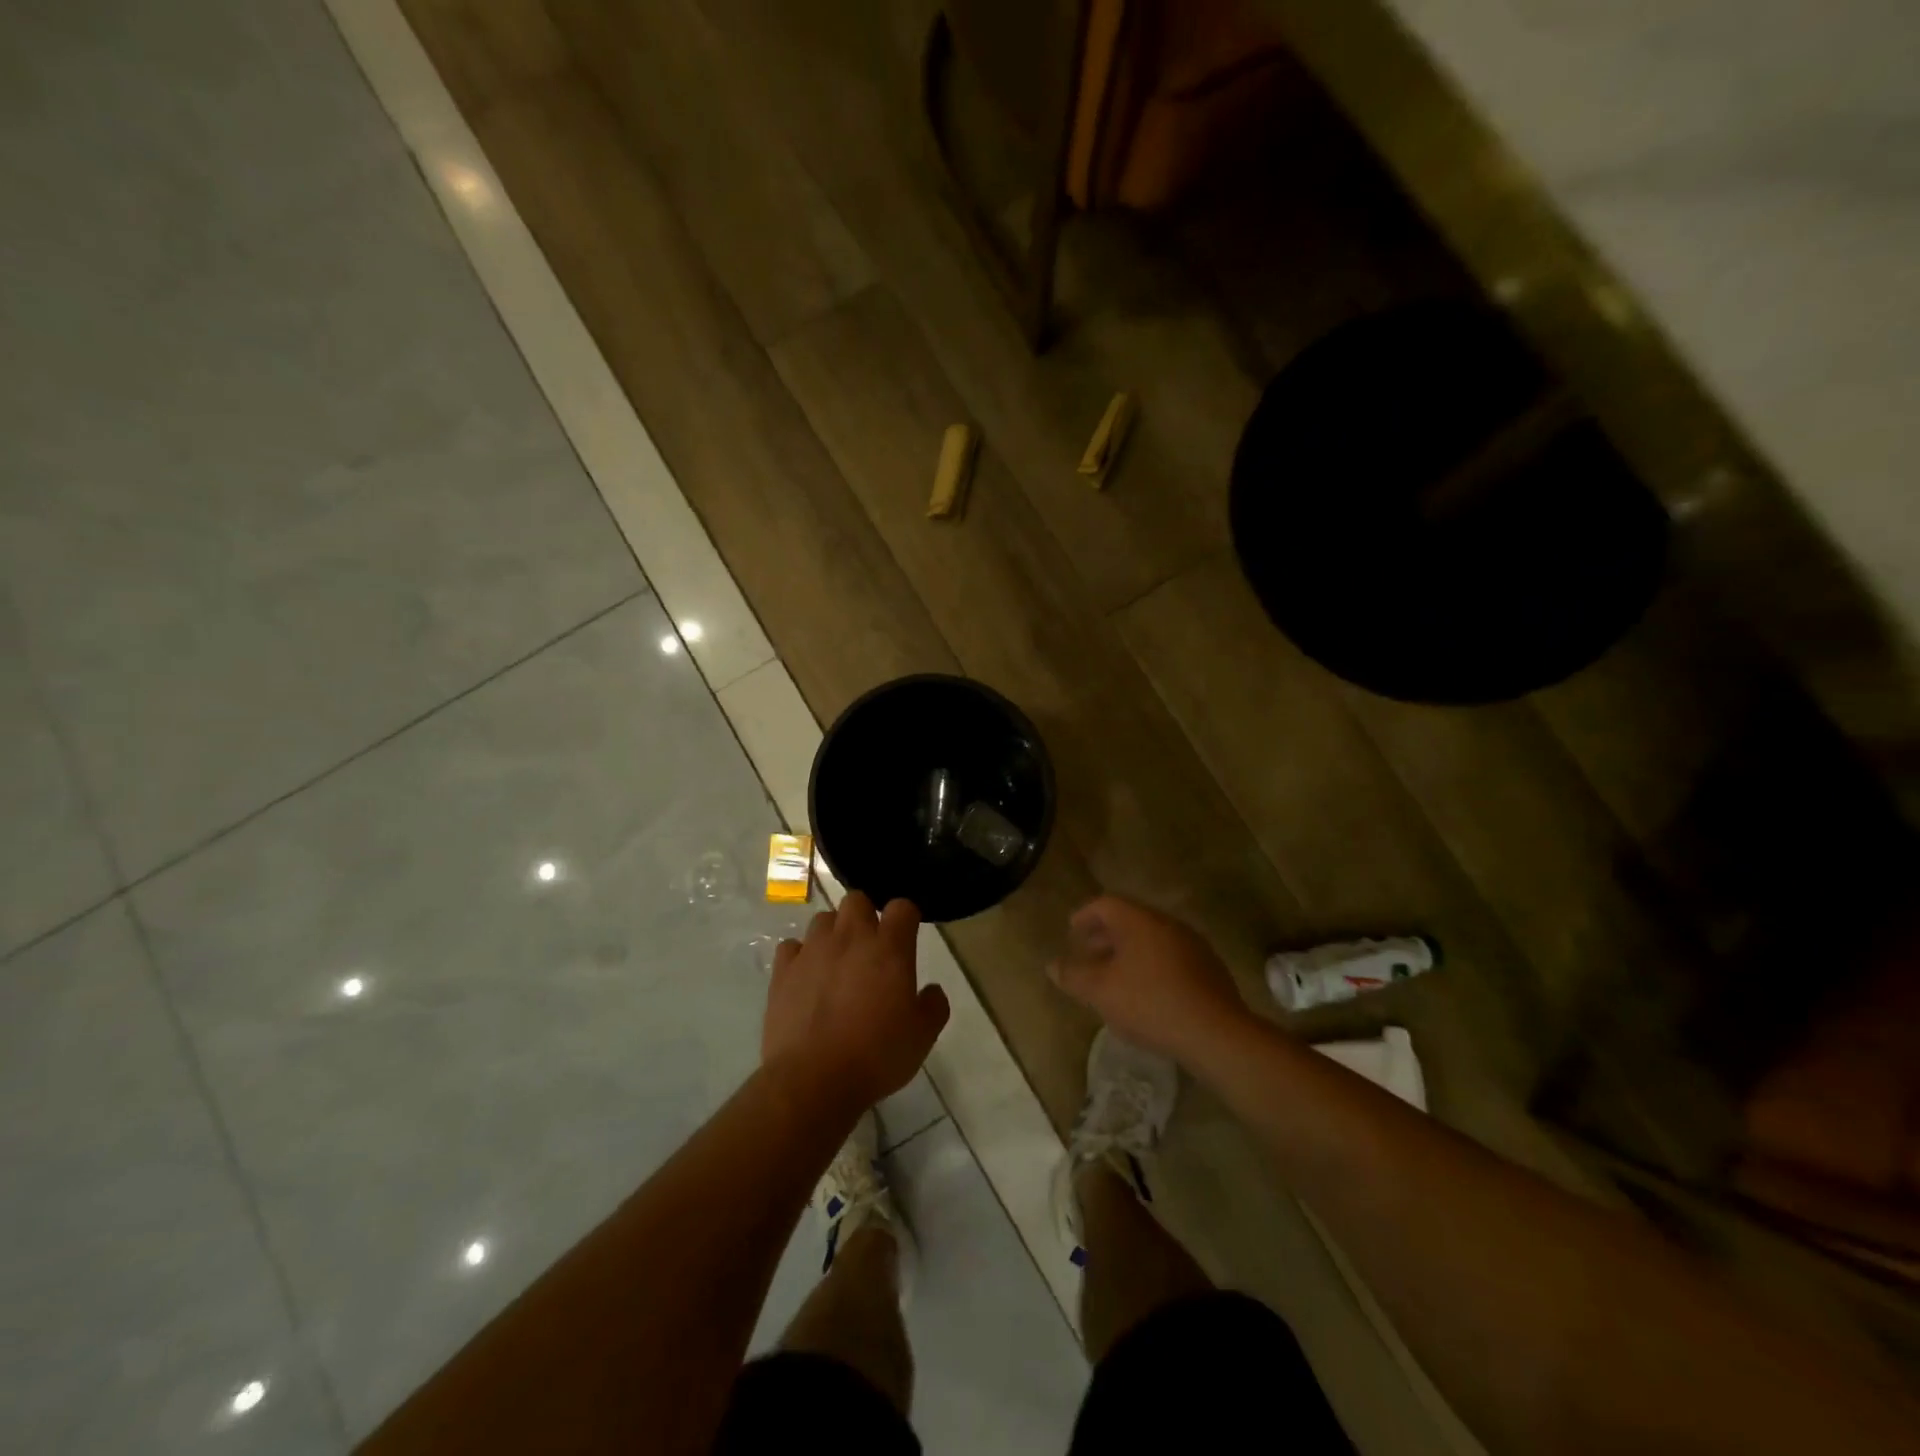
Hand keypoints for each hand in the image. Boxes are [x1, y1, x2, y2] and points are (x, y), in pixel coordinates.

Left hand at [762, 892, 950, 1117]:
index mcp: (889, 949)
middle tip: (870, 946)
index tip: (907, 935)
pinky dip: (800, 956)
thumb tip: (931, 990)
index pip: (902, 907)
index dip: (906, 917)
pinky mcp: (783, 971)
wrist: (813, 1080)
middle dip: (865, 915)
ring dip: (833, 933)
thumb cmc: (876, 1055)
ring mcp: (813, 951)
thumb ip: (934, 1006)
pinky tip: (806, 977)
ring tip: (837, 962)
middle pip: (857, 900)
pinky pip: (791, 947)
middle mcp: (850, 938)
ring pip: (823, 919)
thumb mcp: (923, 1036)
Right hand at [1048, 895, 1251, 1064]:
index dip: (1085, 915)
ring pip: (1152, 940)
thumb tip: (1052, 965)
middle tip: (1089, 952)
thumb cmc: (1150, 1003)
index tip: (1071, 930)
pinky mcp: (1209, 969)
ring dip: (1129, 952)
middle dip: (1106, 935)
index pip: (1106, 904)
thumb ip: (1073, 976)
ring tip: (1115, 976)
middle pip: (1130, 920)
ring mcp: (1193, 945)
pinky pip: (1171, 958)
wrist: (1216, 1033)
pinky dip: (1152, 966)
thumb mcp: (1101, 992)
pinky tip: (1147, 993)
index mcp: (1139, 921)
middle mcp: (1167, 924)